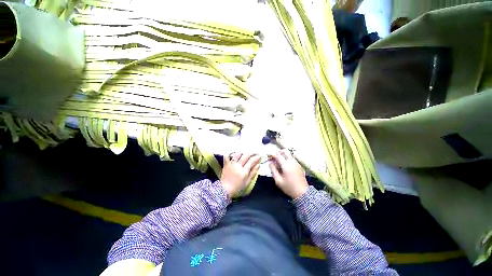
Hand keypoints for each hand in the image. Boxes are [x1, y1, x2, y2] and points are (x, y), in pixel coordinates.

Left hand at [220, 152, 260, 197]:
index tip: (259, 156)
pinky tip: (234, 152)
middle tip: (255, 153)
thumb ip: (253, 173)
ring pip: (238, 154)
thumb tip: (258, 165)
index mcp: (244, 171)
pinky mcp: (226, 164)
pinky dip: (230, 153)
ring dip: (243, 152)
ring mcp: (231, 164)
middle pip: (246, 155)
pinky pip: (227, 156)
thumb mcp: (247, 182)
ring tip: (246, 153)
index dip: (256, 157)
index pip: (251, 161)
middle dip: (252, 153)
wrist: (225, 190)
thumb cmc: (237, 187)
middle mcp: (238, 166)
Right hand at [269, 149, 308, 198]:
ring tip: (279, 163)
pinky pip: (292, 158)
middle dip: (279, 152)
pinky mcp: (299, 165)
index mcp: (286, 165)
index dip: (273, 155)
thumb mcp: (278, 180)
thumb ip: (273, 170)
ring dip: (283, 155)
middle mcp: (292, 162)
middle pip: (285, 151)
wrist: (303, 193)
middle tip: (274, 158)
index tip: (269, 157)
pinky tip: (285, 166)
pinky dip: (287, 159)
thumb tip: (270, 162)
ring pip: (289, 154)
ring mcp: (296, 163)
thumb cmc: (289, 187)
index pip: (278, 155)